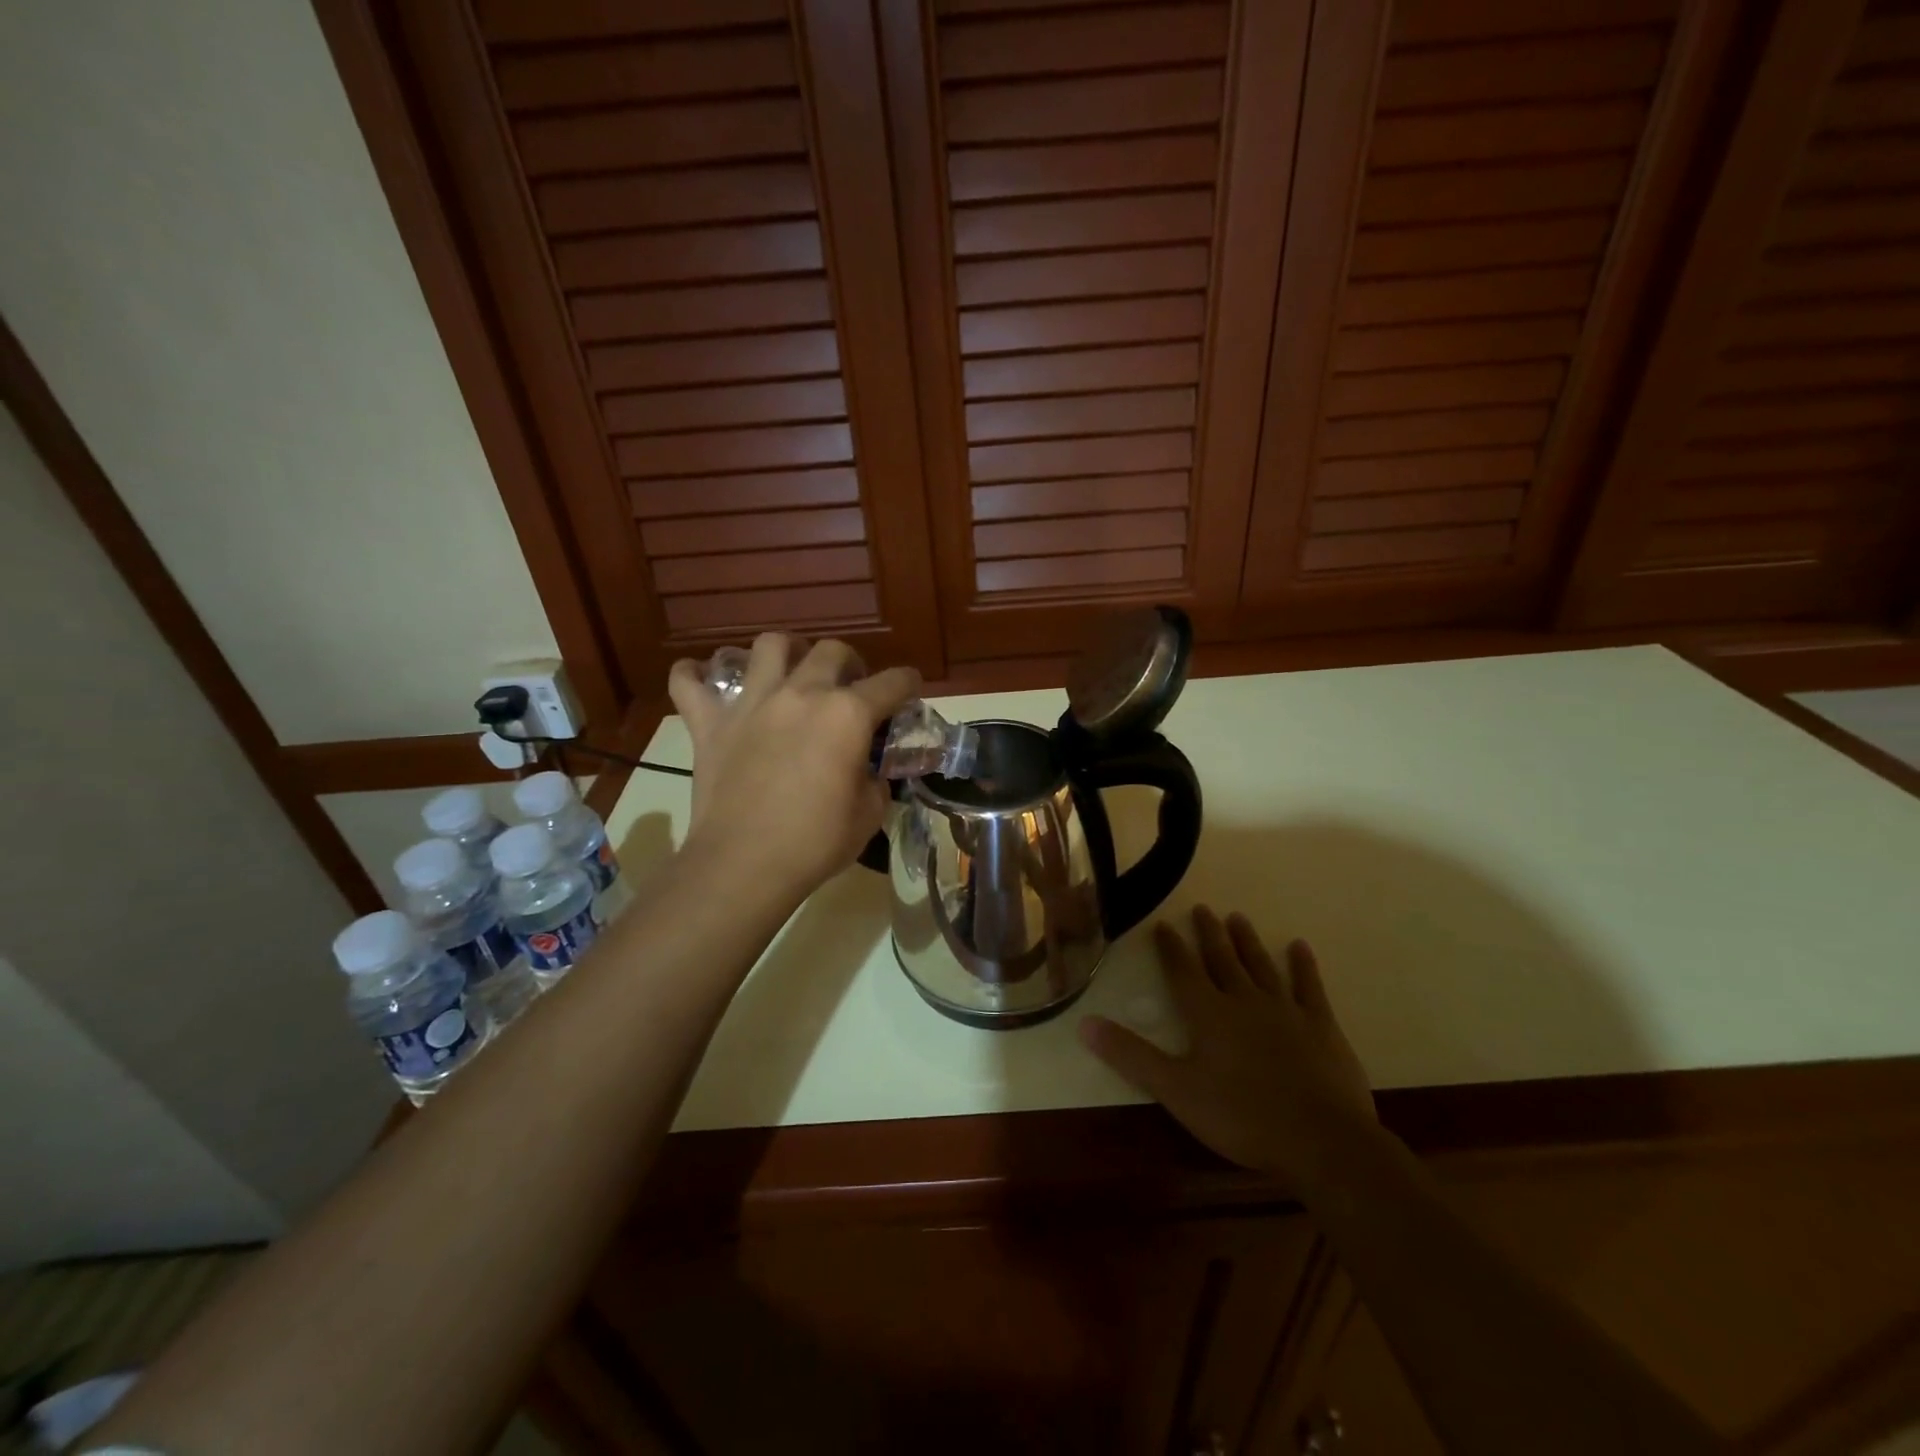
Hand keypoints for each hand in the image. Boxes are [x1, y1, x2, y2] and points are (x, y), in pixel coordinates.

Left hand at [667, 634, 917, 900]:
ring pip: (768, 646)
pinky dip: (694, 675)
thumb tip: (868, 771)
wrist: (744, 865)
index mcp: (848, 714)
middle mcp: (802, 693)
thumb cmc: (815, 843)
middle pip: (832, 650)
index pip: (892, 682)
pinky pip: (688, 682)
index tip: (909, 691)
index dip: (908, 684)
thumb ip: (875, 780)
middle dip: (850, 662)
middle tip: (850, 686)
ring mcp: (752, 703)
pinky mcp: (709, 722)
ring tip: (790, 671)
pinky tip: (701, 678)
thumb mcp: (869, 814)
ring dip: (786, 652)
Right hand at [1080, 907, 1376, 1186]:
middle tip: (1202, 908)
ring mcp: (1285, 1010)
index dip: (1170, 948)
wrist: (1321, 1140)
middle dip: (1208, 934)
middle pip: (1222, 959)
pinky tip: (1299, 947)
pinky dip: (1303, 966)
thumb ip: (1131, 1055)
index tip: (1163, 925)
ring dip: (1247, 942)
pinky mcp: (1321, 1026)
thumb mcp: (1175, 1090)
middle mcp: (1244, 1000)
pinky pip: (1309, 987)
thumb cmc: (1241, 1116)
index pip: (1182, 971)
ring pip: (1260, 966)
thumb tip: (1084, 1023)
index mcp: (1208, 1014)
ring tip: (1238, 918)